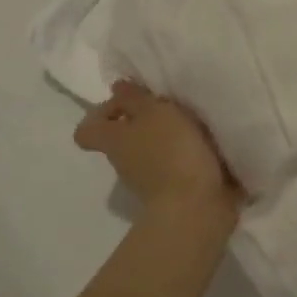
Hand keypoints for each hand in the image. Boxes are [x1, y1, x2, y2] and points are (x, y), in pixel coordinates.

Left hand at [74, 81, 239, 224]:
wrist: (197, 207)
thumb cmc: (171, 152)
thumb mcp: (154, 112)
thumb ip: (135, 98)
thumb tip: (117, 88)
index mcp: (113, 141)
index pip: (87, 130)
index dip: (101, 113)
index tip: (127, 102)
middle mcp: (124, 162)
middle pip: (123, 138)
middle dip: (144, 121)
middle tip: (170, 107)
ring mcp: (148, 181)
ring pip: (150, 152)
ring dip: (169, 138)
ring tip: (196, 124)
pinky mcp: (175, 193)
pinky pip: (175, 167)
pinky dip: (187, 156)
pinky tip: (209, 145)